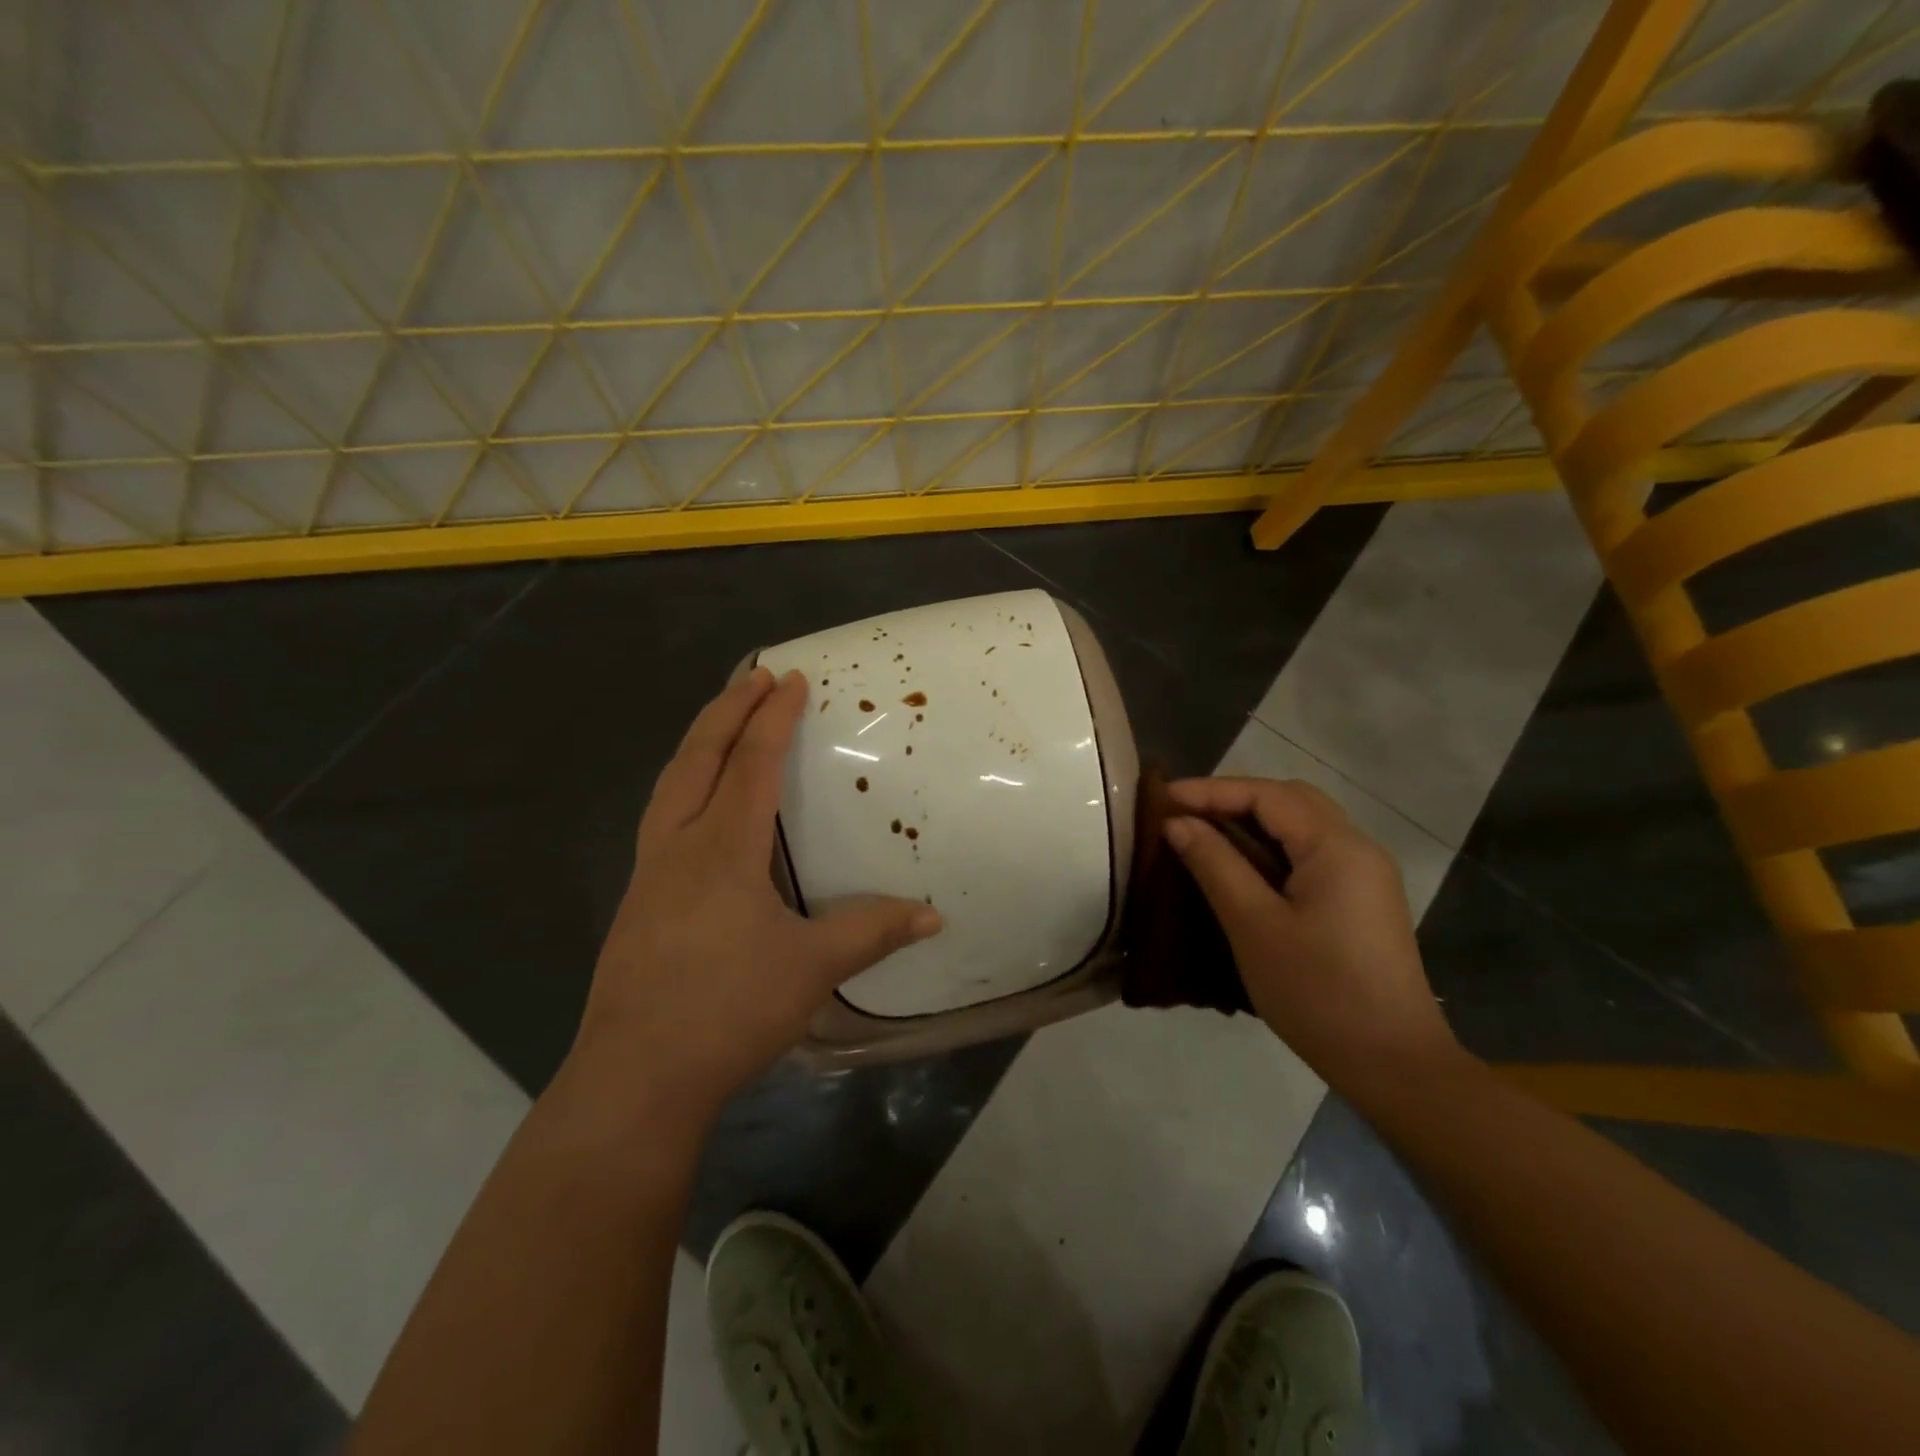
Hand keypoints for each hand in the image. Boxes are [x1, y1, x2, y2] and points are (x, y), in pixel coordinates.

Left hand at [574, 667, 941, 1117]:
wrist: (635, 1077)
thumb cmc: (728, 1009)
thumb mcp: (812, 968)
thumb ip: (872, 931)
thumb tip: (933, 916)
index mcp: (722, 847)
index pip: (751, 762)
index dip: (773, 717)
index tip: (790, 678)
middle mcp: (679, 845)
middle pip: (697, 757)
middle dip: (726, 710)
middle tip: (753, 677)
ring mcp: (649, 873)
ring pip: (670, 785)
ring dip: (698, 743)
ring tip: (722, 724)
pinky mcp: (638, 903)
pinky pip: (661, 818)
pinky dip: (684, 786)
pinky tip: (697, 809)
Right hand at [1162, 777, 1464, 1095]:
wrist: (1393, 1064)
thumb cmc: (1317, 991)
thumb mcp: (1254, 925)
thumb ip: (1215, 864)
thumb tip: (1178, 823)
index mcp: (1337, 847)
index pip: (1267, 795)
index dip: (1211, 790)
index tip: (1163, 798)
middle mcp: (1358, 848)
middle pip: (1291, 800)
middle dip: (1234, 798)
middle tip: (1185, 814)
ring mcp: (1365, 876)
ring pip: (1303, 826)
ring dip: (1253, 822)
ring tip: (1204, 835)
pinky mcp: (1362, 902)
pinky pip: (1312, 854)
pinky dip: (1272, 848)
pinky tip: (1243, 869)